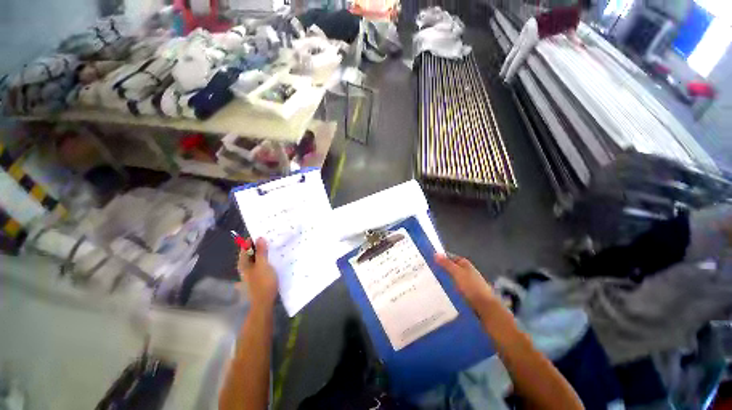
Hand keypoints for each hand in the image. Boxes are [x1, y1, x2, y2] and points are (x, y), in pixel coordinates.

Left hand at [238, 238, 277, 308]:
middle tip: (271, 240)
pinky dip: (265, 261)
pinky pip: (260, 266)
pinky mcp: (257, 278)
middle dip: (259, 246)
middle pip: (251, 254)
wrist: (264, 302)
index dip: (253, 240)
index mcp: (243, 264)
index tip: (264, 234)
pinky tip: (272, 260)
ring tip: (274, 249)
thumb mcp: (263, 264)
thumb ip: (261, 252)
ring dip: (264, 254)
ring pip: (256, 260)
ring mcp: (250, 274)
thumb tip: (259, 238)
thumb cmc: (263, 282)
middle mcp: (245, 268)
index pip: (245, 248)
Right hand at [435, 253, 500, 314]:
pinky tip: (441, 291)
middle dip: (441, 269)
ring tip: (431, 282)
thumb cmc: (471, 287)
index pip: (449, 257)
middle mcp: (466, 271)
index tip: (429, 261)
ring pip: (451, 278)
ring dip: (444, 279)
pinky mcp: (466, 292)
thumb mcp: (457, 273)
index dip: (440, 258)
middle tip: (428, 272)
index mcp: (464, 264)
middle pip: (450, 268)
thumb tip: (435, 254)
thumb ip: (447, 264)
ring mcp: (467, 282)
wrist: (485, 307)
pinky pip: (453, 287)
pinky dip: (448, 287)